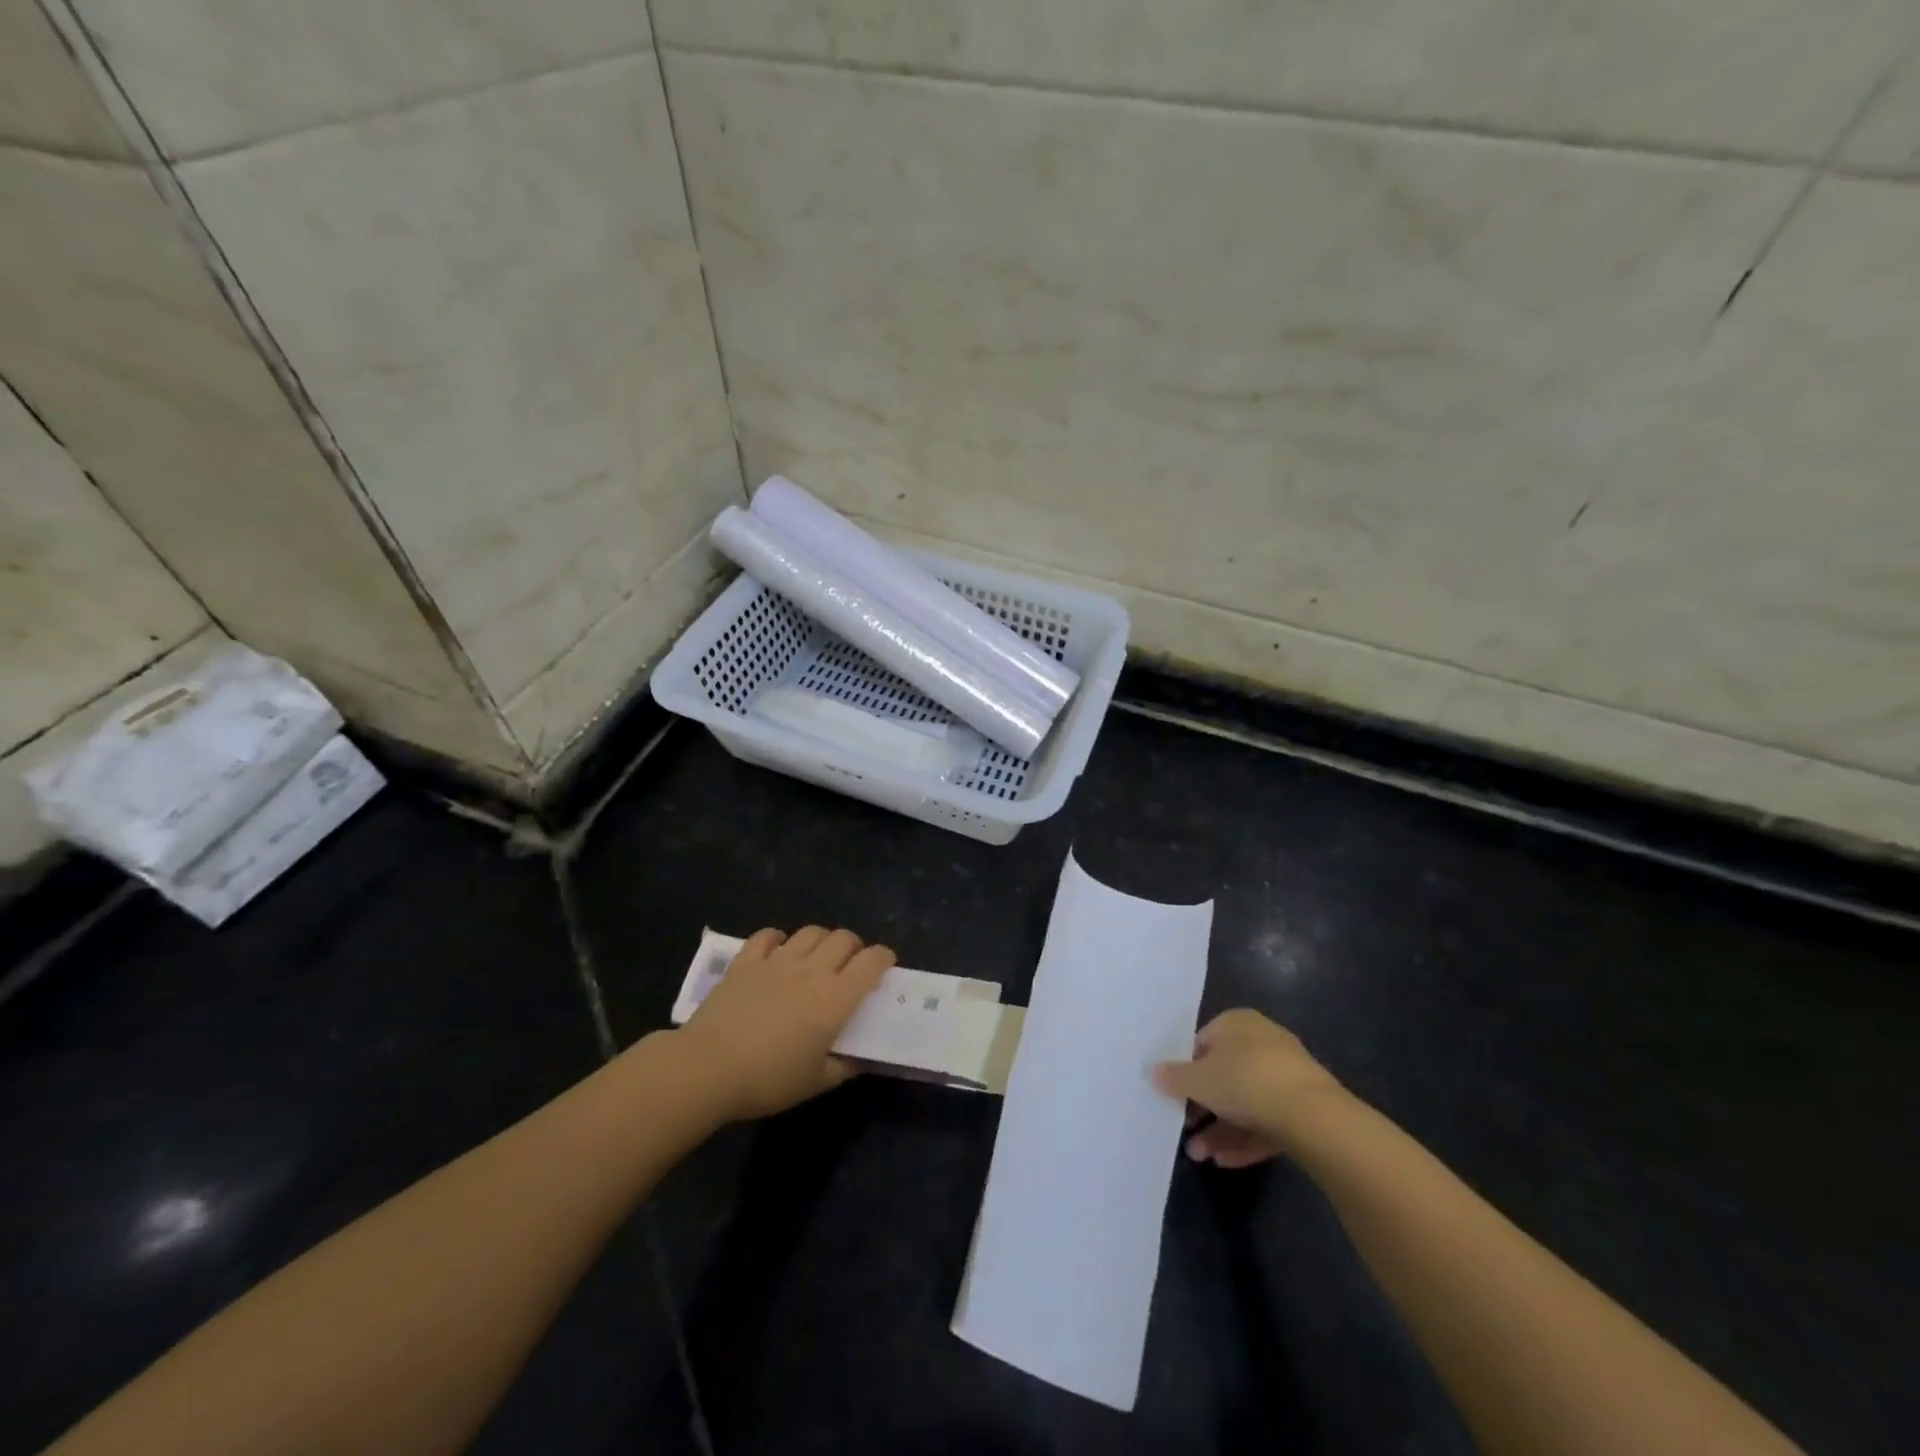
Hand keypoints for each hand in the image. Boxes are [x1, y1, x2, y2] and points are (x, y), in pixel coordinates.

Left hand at [676, 926, 894, 1121]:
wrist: (707, 1068)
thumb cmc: (768, 1080)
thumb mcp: (815, 1083)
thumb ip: (844, 1066)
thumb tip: (860, 1058)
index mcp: (835, 998)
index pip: (872, 961)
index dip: (884, 958)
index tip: (885, 967)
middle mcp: (812, 970)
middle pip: (844, 938)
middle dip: (855, 947)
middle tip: (850, 966)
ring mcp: (777, 961)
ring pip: (811, 931)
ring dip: (822, 939)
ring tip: (817, 957)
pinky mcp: (747, 961)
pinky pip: (768, 935)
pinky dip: (779, 939)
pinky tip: (778, 951)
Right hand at [1154, 1009, 1347, 1166]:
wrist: (1311, 1114)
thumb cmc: (1244, 1080)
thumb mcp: (1198, 1079)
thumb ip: (1173, 1077)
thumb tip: (1153, 1072)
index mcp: (1237, 1023)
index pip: (1203, 1043)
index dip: (1186, 1070)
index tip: (1174, 1096)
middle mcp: (1262, 1042)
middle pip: (1224, 1075)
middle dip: (1202, 1107)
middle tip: (1184, 1130)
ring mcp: (1286, 1076)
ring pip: (1245, 1103)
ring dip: (1219, 1130)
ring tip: (1198, 1156)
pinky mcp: (1302, 1108)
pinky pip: (1266, 1122)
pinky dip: (1245, 1140)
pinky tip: (1224, 1162)